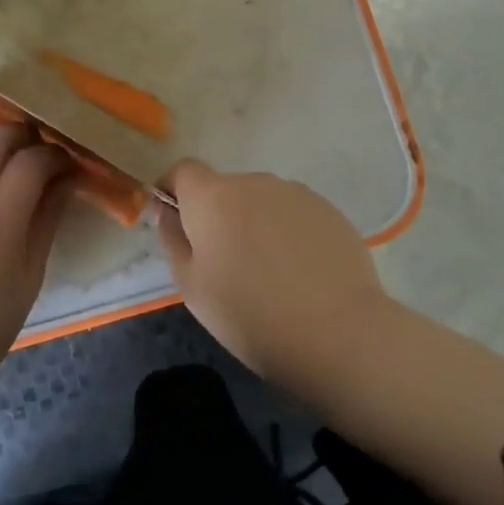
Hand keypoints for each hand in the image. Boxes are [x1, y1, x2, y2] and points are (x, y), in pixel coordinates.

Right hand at [156, 160, 387, 386]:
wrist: (337, 333)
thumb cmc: (249, 314)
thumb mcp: (192, 286)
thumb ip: (173, 240)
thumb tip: (166, 211)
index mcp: (212, 197)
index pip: (184, 171)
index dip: (174, 190)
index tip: (176, 222)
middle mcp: (253, 182)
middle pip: (224, 189)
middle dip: (218, 216)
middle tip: (226, 264)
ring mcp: (295, 194)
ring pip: (261, 202)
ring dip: (255, 223)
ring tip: (269, 272)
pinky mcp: (328, 210)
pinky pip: (294, 214)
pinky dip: (288, 233)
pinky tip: (300, 272)